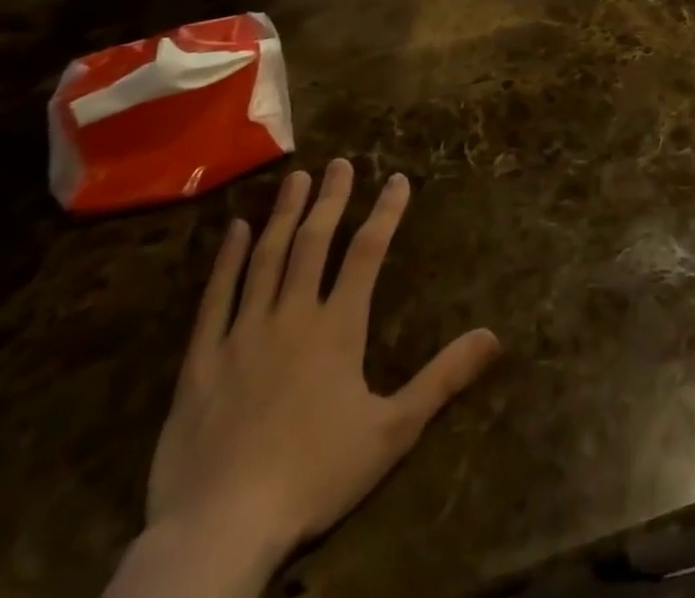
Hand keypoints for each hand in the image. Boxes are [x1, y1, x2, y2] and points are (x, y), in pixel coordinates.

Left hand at [143, 161, 500, 573]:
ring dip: (283, 215)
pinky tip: (235, 231)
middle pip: (314, 243)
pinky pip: (215, 299)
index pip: (368, 253)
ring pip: (266, 259)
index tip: (397, 179)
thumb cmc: (315, 476)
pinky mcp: (200, 362)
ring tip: (295, 179)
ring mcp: (242, 335)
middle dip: (330, 199)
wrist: (219, 531)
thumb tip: (494, 335)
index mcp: (337, 328)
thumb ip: (443, 378)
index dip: (385, 212)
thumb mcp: (393, 430)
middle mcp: (291, 316)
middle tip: (340, 163)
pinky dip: (226, 261)